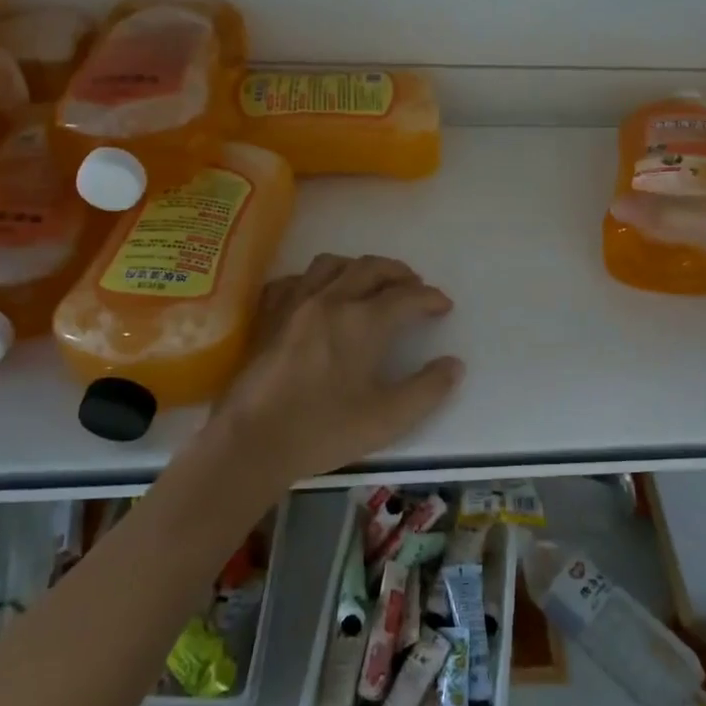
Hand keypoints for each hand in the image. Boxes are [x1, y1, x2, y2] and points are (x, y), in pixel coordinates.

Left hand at [211, 254, 463, 488]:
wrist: (251, 441)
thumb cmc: (323, 430)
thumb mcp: (387, 419)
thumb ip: (427, 390)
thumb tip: (454, 364)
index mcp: (363, 322)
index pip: (407, 296)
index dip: (431, 297)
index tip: (444, 305)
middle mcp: (331, 300)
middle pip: (372, 268)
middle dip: (399, 273)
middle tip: (414, 287)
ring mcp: (294, 303)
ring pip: (332, 264)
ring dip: (359, 267)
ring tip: (370, 284)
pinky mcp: (268, 315)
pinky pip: (294, 280)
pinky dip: (314, 280)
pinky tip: (317, 295)